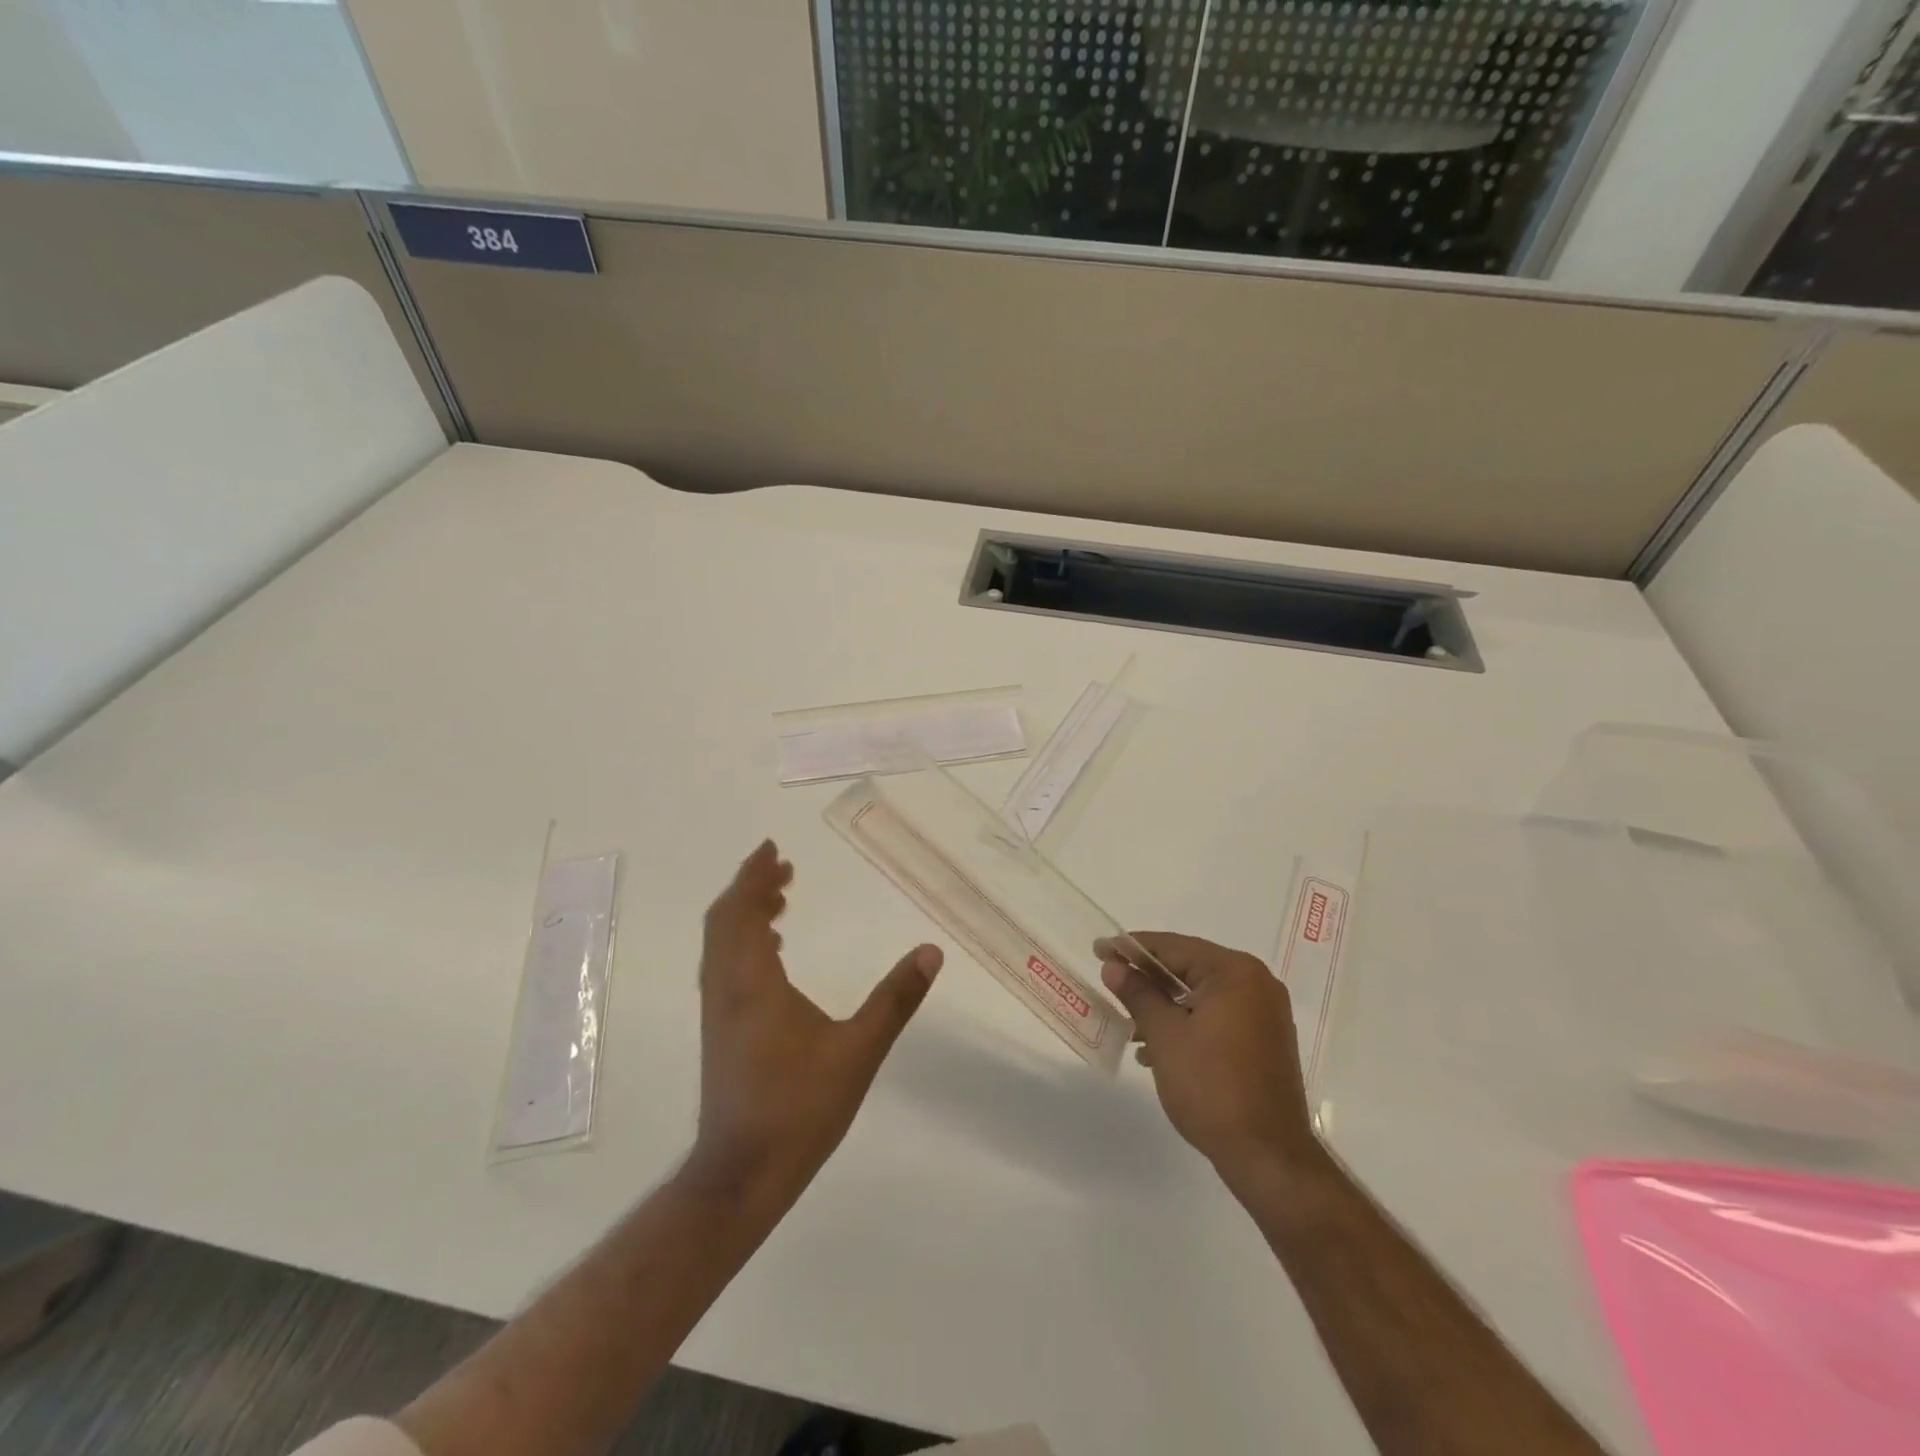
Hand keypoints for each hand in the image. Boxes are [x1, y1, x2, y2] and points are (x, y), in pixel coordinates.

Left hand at [689, 841, 942, 1204]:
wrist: (742, 1173)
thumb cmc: (799, 1108)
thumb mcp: (858, 1051)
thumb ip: (895, 999)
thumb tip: (932, 951)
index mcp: (752, 981)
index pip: (743, 910)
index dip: (754, 876)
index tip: (771, 849)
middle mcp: (726, 987)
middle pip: (725, 920)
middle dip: (751, 887)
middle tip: (783, 868)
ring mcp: (718, 1011)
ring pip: (721, 944)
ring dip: (746, 913)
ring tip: (780, 900)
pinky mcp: (719, 1031)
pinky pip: (724, 965)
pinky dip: (744, 941)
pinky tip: (773, 953)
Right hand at [1099, 933, 1318, 1179]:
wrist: (1269, 1158)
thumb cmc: (1213, 1087)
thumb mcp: (1165, 1036)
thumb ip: (1138, 994)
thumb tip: (1114, 966)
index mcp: (1235, 972)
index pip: (1173, 947)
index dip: (1132, 948)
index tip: (1099, 950)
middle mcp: (1256, 984)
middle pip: (1189, 968)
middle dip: (1148, 978)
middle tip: (1110, 980)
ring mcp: (1265, 1014)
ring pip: (1201, 995)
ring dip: (1165, 1005)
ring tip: (1129, 1023)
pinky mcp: (1265, 1041)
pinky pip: (1217, 1016)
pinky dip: (1187, 1023)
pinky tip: (1158, 1048)